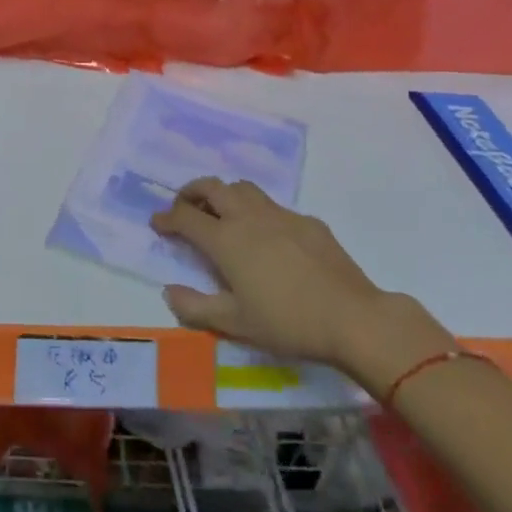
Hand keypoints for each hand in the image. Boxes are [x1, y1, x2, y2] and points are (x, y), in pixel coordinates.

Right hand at [151, 178, 454, 390]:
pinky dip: (257, 211)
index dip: (166, 217)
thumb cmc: (288, 323)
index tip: (157, 223)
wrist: (354, 318)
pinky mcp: (307, 221)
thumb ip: (195, 307)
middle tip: (184, 206)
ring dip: (223, 193)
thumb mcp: (236, 324)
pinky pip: (273, 206)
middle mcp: (247, 217)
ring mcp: (279, 215)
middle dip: (190, 192)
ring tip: (221, 212)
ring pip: (242, 188)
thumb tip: (168, 291)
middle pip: (210, 187)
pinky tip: (267, 236)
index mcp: (225, 239)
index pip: (185, 216)